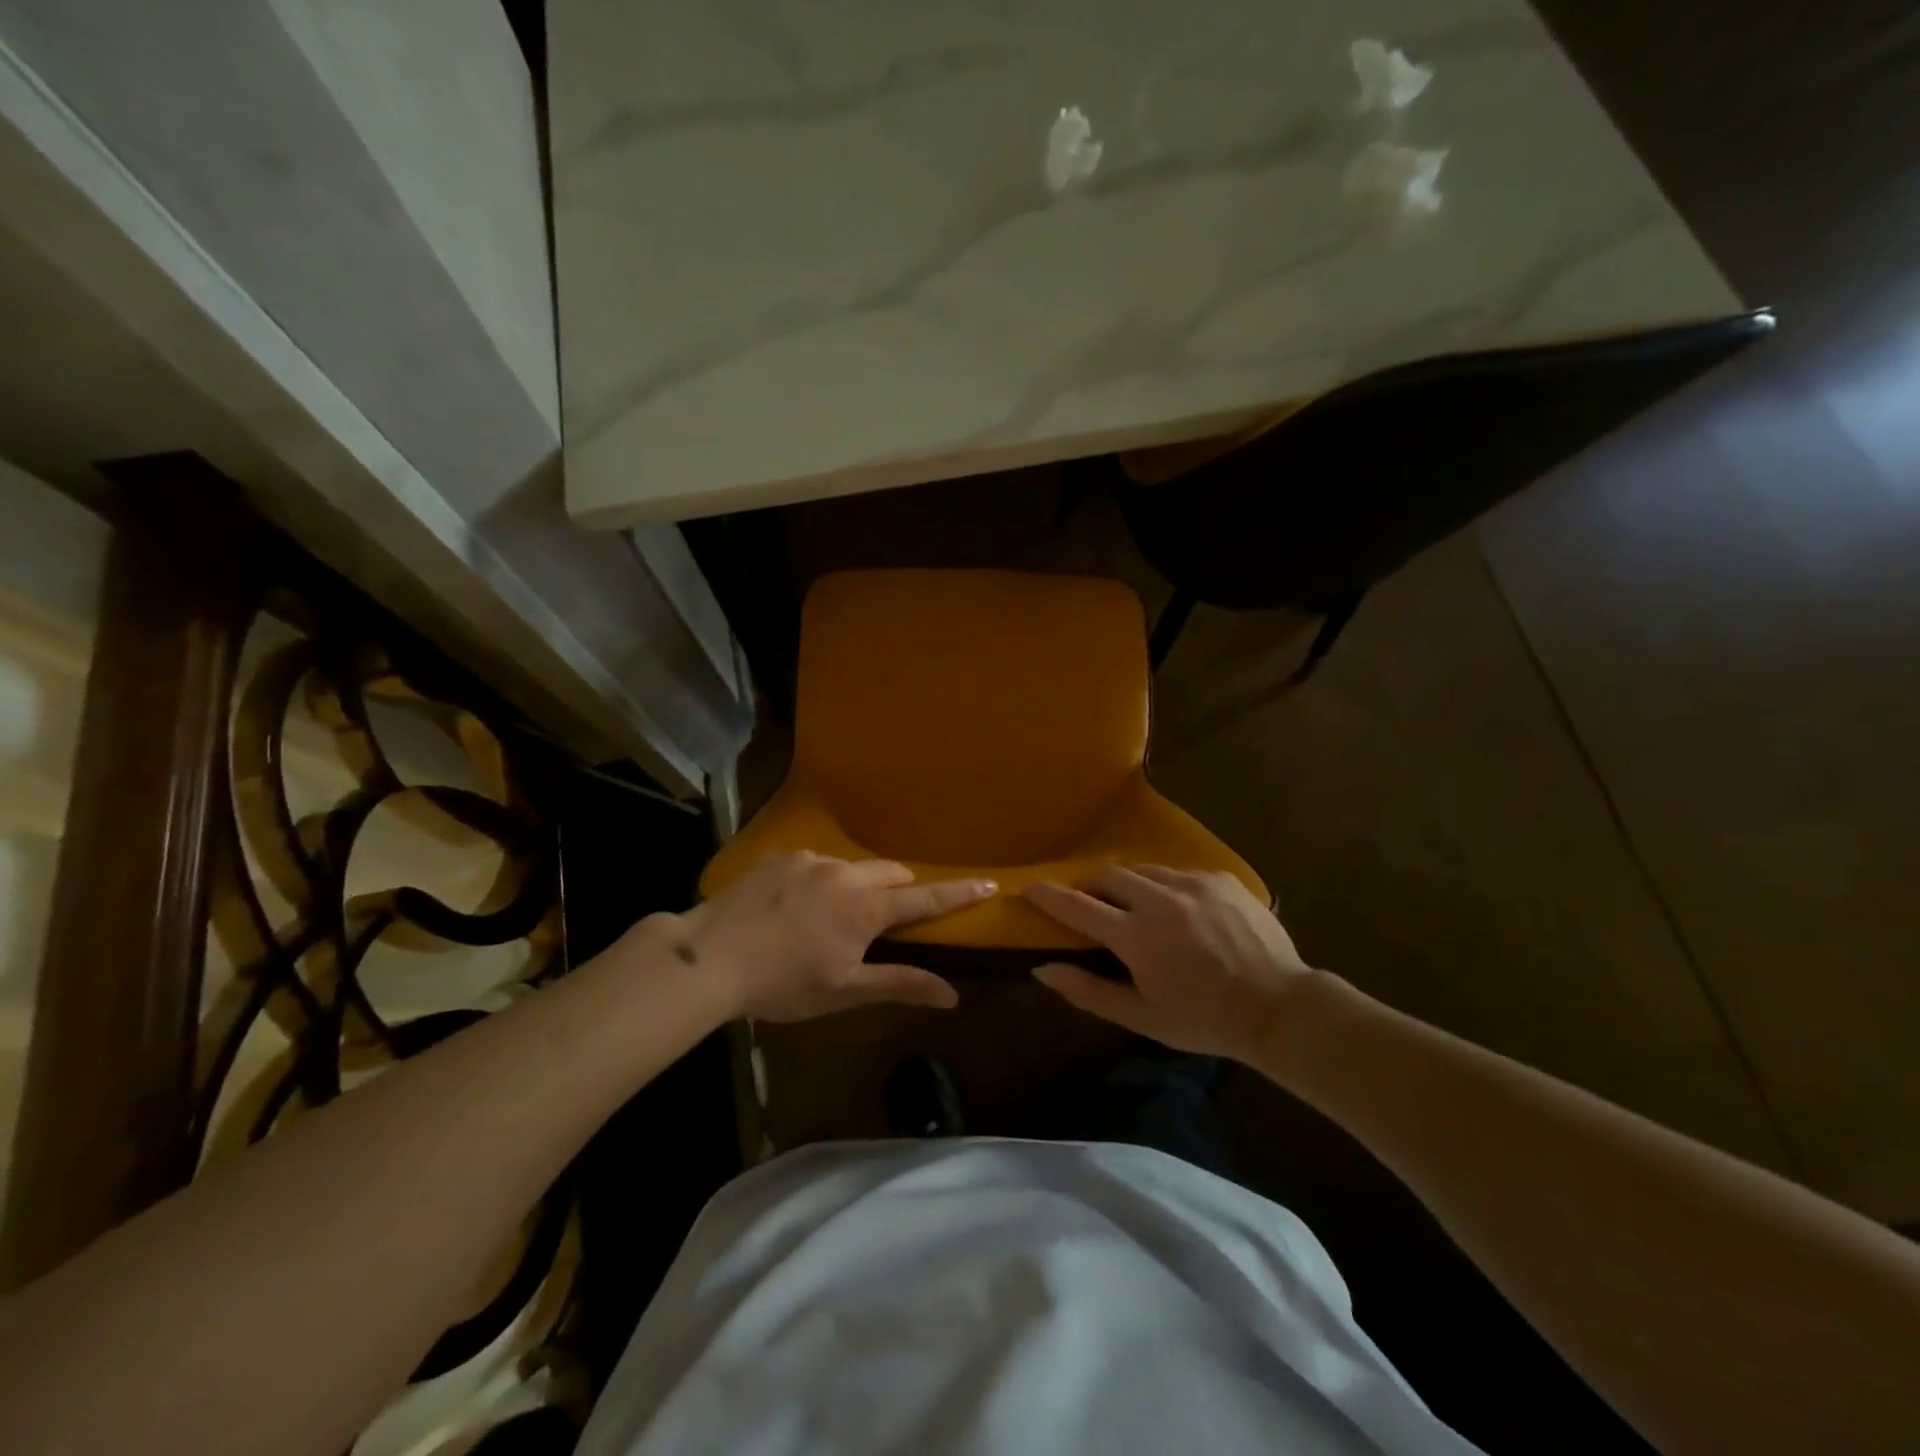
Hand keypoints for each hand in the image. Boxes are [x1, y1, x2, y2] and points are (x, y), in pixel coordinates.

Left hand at [667, 852, 994, 1021]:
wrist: (709, 957)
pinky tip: (791, 908)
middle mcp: (844, 873)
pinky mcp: (779, 859)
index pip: (926, 898)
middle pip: (889, 873)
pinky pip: (812, 865)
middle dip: (899, 889)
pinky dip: (817, 882)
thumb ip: (899, 984)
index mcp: (866, 906)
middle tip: (889, 916)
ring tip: (828, 919)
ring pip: (849, 868)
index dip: (959, 893)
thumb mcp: (845, 991)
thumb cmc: (783, 983)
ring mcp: (809, 860)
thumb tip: (952, 995)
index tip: (988, 883)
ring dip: (853, 887)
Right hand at [1023, 867, 1318, 1062]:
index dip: (1048, 894)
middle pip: (1108, 875)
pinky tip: (1180, 909)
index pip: (1077, 906)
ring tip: (1136, 905)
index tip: (1029, 887)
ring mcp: (1194, 883)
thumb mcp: (1142, 1017)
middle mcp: (1160, 900)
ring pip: (1144, 870)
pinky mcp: (1220, 878)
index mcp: (1136, 937)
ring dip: (1129, 884)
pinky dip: (1167, 886)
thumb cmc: (1204, 1020)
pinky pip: (1180, 872)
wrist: (1279, 1008)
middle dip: (1091, 885)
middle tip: (1090, 902)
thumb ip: (1088, 991)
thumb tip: (1042, 969)